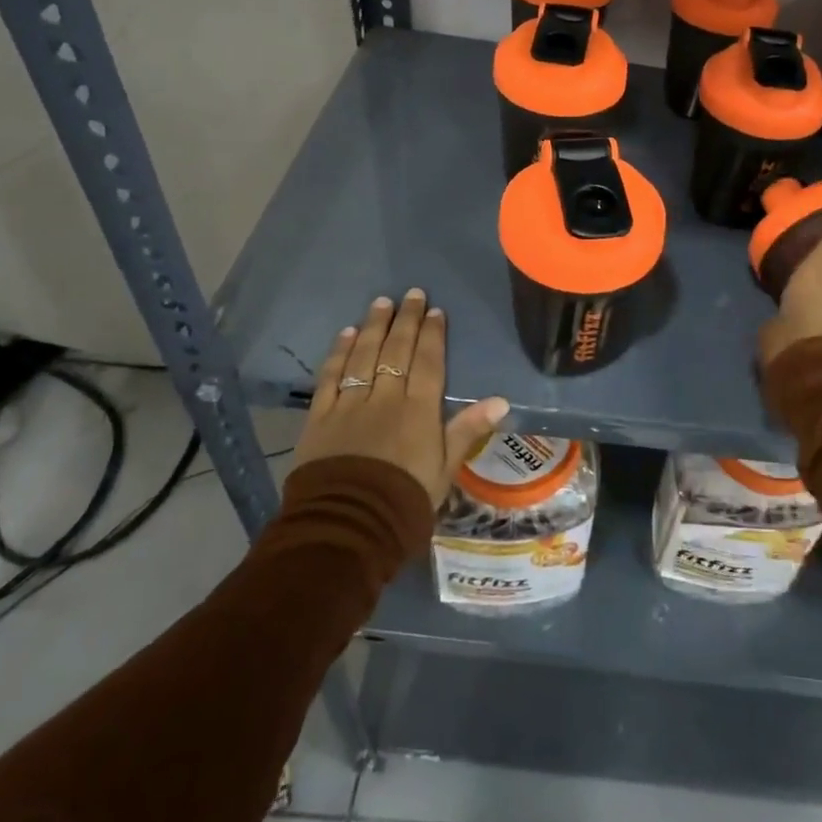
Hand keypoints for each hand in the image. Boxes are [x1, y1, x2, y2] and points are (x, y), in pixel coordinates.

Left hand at [290, 290, 507, 507]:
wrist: (347, 528)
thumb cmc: (404, 502)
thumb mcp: (445, 471)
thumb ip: (467, 431)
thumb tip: (501, 400)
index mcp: (418, 410)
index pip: (427, 361)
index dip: (432, 334)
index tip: (435, 311)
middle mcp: (385, 398)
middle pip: (397, 350)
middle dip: (406, 319)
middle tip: (412, 294)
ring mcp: (350, 404)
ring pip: (364, 355)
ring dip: (374, 327)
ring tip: (381, 302)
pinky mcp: (320, 417)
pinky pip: (331, 376)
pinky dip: (339, 353)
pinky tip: (346, 334)